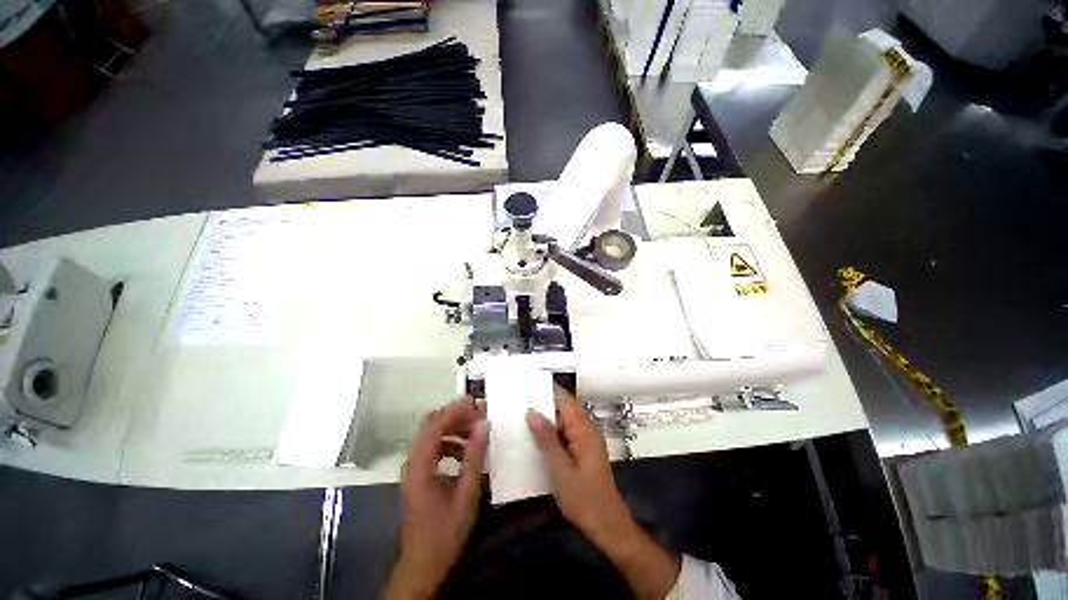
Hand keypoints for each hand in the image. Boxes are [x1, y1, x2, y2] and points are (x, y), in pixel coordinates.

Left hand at [384, 400, 489, 599]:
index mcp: (420, 466)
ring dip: (454, 428)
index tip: (478, 406)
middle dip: (456, 416)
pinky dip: (451, 442)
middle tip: (480, 416)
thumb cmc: (444, 533)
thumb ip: (474, 458)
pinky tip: (466, 451)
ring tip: (477, 431)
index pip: (434, 425)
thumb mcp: (466, 495)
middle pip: (431, 425)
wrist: (422, 566)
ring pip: (433, 435)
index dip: (455, 411)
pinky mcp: (419, 474)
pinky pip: (434, 448)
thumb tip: (484, 426)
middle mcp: (413, 462)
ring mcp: (414, 468)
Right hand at [526, 390, 679, 599]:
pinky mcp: (582, 448)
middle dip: (541, 403)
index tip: (526, 382)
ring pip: (562, 420)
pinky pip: (564, 432)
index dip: (546, 388)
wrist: (607, 525)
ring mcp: (585, 438)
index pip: (564, 398)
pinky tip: (533, 436)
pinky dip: (549, 431)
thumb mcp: (560, 469)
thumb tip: (531, 411)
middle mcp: (585, 427)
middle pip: (562, 407)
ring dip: (544, 418)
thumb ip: (546, 438)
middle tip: (516, 400)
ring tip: (519, 414)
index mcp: (583, 427)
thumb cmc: (584, 498)